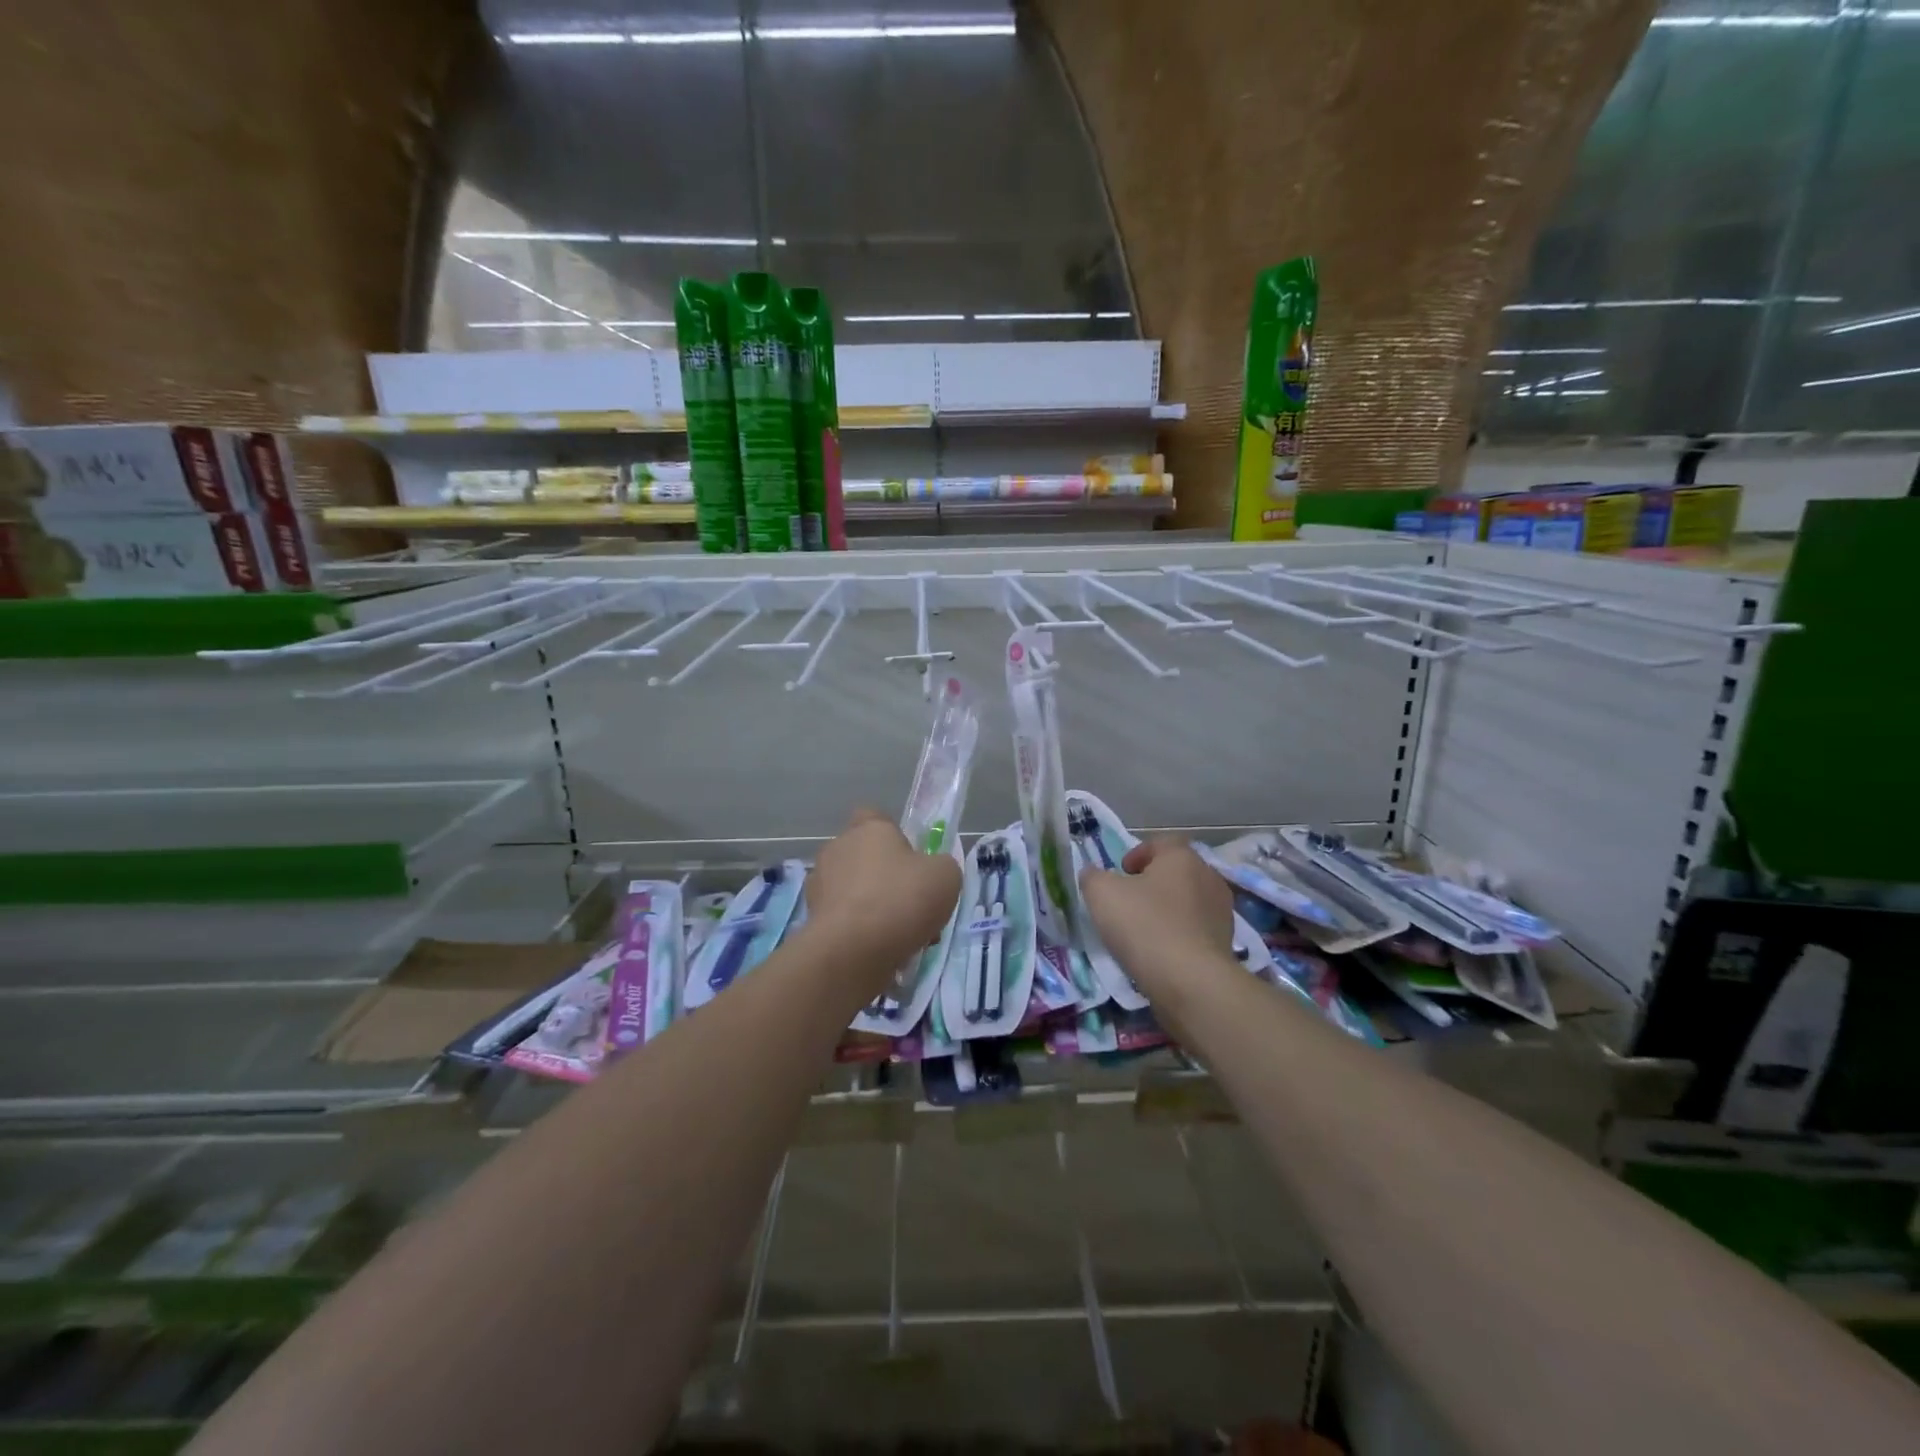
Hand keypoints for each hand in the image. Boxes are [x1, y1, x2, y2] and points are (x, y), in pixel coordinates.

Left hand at [807, 809, 962, 976]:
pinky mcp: (811, 919)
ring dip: (872, 906)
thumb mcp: (946, 876)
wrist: (851, 951)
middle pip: (864, 856)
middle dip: (884, 877)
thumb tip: (931, 871)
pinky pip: (843, 919)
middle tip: (911, 903)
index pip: (875, 817)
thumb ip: (940, 866)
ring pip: (853, 890)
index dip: (894, 835)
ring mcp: (820, 884)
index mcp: (869, 829)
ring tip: (900, 936)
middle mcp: (838, 848)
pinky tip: (880, 952)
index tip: (911, 858)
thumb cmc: (901, 900)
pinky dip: (858, 931)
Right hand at [1079, 838, 1233, 998]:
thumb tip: (1093, 875)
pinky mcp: (1226, 943)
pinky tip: (1161, 952)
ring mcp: (1222, 912)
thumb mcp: (1101, 894)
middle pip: (1176, 872)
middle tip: (1128, 901)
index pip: (1160, 843)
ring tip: (1143, 930)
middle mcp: (1208, 877)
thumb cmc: (1144, 925)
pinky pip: (1196, 930)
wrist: (1190, 982)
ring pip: (1187, 901)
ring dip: (1167, 910)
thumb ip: (1093, 877)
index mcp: (1182, 857)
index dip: (1137, 854)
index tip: (1120, 874)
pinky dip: (1179, 935)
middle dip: (1152, 883)